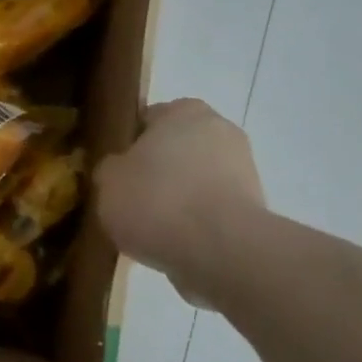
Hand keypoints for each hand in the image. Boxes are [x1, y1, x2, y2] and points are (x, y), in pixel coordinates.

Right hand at [95, 98, 267, 308]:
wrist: (219, 250)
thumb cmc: (156, 201)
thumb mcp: (107, 180)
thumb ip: (110, 168)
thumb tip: (119, 170)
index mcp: (183, 111)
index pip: (147, 119)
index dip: (127, 144)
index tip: (114, 170)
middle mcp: (219, 129)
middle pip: (174, 149)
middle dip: (156, 170)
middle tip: (128, 198)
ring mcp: (243, 167)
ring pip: (194, 179)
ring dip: (176, 196)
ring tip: (148, 226)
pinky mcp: (253, 205)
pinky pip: (210, 207)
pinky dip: (194, 219)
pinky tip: (173, 240)